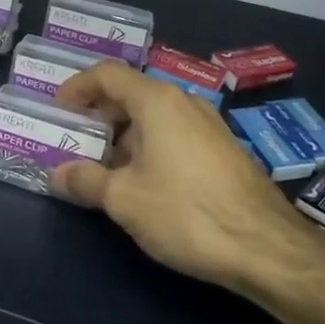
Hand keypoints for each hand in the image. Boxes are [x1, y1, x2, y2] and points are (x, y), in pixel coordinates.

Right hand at [49, 62, 322, 296]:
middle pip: (130, 94)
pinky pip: (174, 136)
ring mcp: (208, 127)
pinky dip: (148, 149)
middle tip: (74, 141)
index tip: (57, 110)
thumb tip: (56, 174)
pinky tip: (141, 185)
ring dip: (122, 137)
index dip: (77, 87)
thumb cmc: (186, 212)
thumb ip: (85, 180)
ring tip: (102, 169)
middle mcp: (184, 104)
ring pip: (153, 118)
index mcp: (156, 101)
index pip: (108, 74)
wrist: (267, 249)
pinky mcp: (223, 153)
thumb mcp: (123, 199)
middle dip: (98, 116)